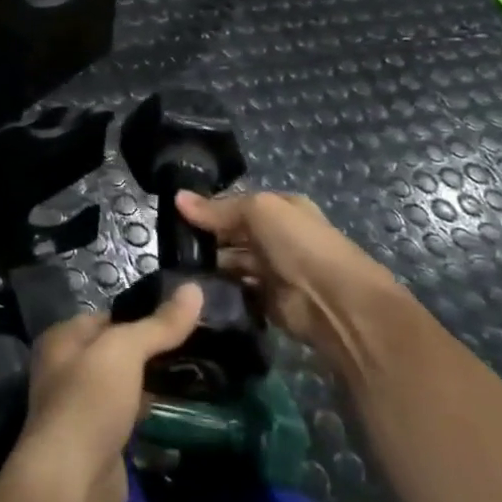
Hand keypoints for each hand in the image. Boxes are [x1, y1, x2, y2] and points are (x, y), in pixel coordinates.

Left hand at [15, 287, 202, 501]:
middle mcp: (64, 370)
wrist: (72, 480)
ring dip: (151, 385)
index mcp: (61, 340)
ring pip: (123, 387)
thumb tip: (195, 288)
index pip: (106, 317)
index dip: (141, 315)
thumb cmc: (90, 400)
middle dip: (150, 353)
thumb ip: (159, 324)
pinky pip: (128, 418)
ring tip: (197, 377)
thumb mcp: (125, 350)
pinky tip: (179, 413)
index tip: (182, 318)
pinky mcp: (97, 443)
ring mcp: (80, 409)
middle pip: (115, 353)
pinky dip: (149, 415)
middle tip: (198, 349)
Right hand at [175, 189, 415, 373]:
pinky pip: (235, 291)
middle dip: (204, 238)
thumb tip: (176, 198)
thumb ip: (217, 208)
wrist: (335, 303)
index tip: (172, 215)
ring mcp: (271, 270)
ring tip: (173, 268)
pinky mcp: (266, 302)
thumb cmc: (299, 245)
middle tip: (166, 245)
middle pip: (231, 234)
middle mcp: (276, 237)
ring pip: (230, 263)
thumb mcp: (258, 211)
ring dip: (208, 266)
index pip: (235, 205)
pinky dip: (218, 291)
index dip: (206, 208)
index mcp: (279, 209)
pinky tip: (192, 289)